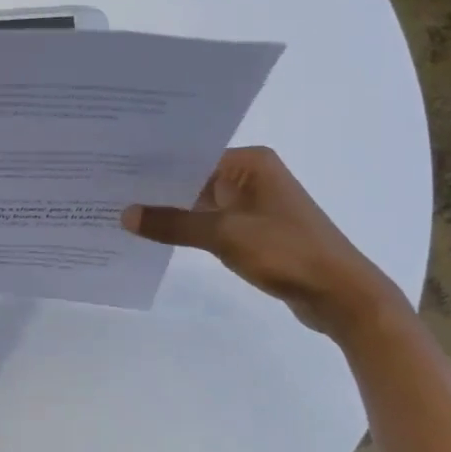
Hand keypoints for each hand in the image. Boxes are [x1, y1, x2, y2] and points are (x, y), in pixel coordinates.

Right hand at [122, 147, 402, 337]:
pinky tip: (156, 234)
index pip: (190, 155)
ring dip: (171, 210)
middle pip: (193, 177)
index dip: (153, 164)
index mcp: (250, 162)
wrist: (342, 296)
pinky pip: (211, 222)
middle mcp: (251, 176)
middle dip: (156, 188)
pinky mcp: (254, 230)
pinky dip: (188, 228)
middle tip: (107, 189)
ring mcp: (253, 204)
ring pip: (200, 201)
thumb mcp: (224, 235)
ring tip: (123, 211)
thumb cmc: (287, 252)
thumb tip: (125, 215)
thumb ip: (173, 224)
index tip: (113, 168)